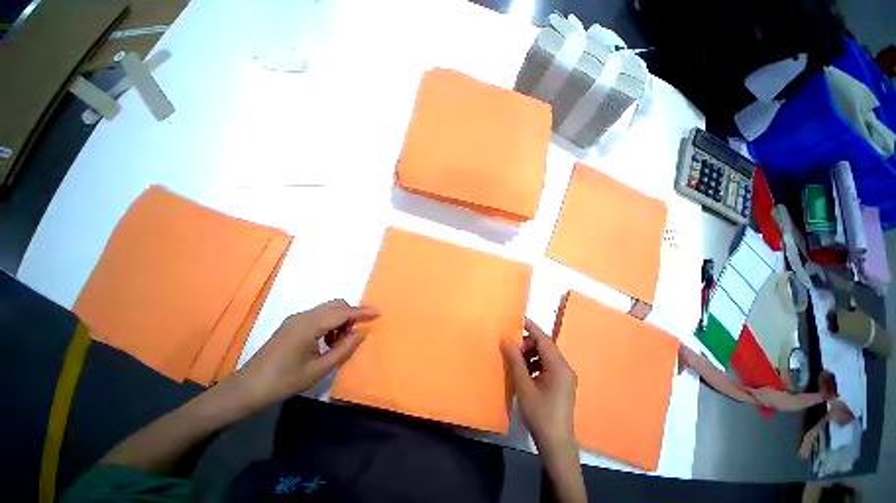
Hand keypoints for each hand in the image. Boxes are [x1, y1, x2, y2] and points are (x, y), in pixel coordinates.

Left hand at [237, 299, 378, 407]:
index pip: (342, 312)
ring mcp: (296, 319)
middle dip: (351, 315)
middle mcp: (303, 316)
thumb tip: (362, 332)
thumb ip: (343, 349)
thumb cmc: (283, 382)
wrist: (246, 389)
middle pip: (335, 305)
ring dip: (340, 319)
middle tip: (355, 334)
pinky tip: (326, 341)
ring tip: (339, 342)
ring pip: (327, 309)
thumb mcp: (318, 369)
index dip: (362, 312)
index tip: (378, 312)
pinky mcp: (292, 325)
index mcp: (309, 326)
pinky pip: (318, 316)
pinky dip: (329, 323)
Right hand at [501, 318, 576, 453]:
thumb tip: (506, 340)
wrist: (556, 444)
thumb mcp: (524, 387)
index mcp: (559, 366)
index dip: (530, 327)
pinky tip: (523, 371)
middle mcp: (564, 367)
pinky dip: (534, 364)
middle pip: (544, 346)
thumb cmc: (541, 414)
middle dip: (527, 344)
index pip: (543, 339)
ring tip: (514, 360)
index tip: (516, 319)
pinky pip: (546, 366)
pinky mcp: (560, 384)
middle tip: (510, 347)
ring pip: (544, 356)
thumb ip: (515, 361)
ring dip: (529, 354)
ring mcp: (564, 376)